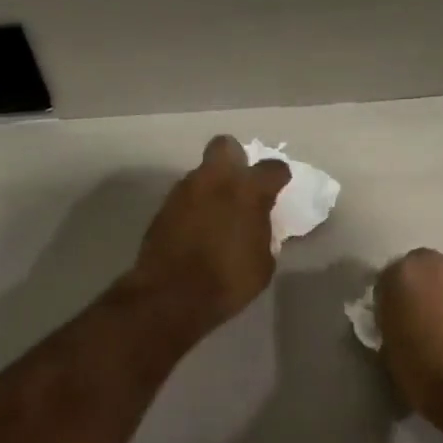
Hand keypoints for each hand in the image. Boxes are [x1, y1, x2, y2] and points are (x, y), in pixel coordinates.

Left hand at [132, 136, 290, 331]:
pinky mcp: (163, 207)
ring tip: (216, 213)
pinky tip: (197, 228)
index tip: (278, 187)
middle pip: (225, 146)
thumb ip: (263, 233)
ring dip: (211, 186)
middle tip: (240, 184)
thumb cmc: (228, 281)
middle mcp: (215, 179)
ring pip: (202, 172)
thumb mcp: (262, 263)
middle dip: (234, 159)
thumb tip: (257, 225)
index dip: (278, 177)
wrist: (171, 296)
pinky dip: (193, 206)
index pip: (272, 168)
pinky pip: (185, 197)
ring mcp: (184, 190)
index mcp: (247, 191)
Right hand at [375, 249, 442, 416]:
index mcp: (401, 273)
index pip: (388, 281)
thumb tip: (400, 325)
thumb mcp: (390, 351)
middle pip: (424, 272)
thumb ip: (392, 325)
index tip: (394, 324)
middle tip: (423, 322)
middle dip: (423, 292)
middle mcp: (437, 263)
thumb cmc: (424, 371)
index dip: (391, 303)